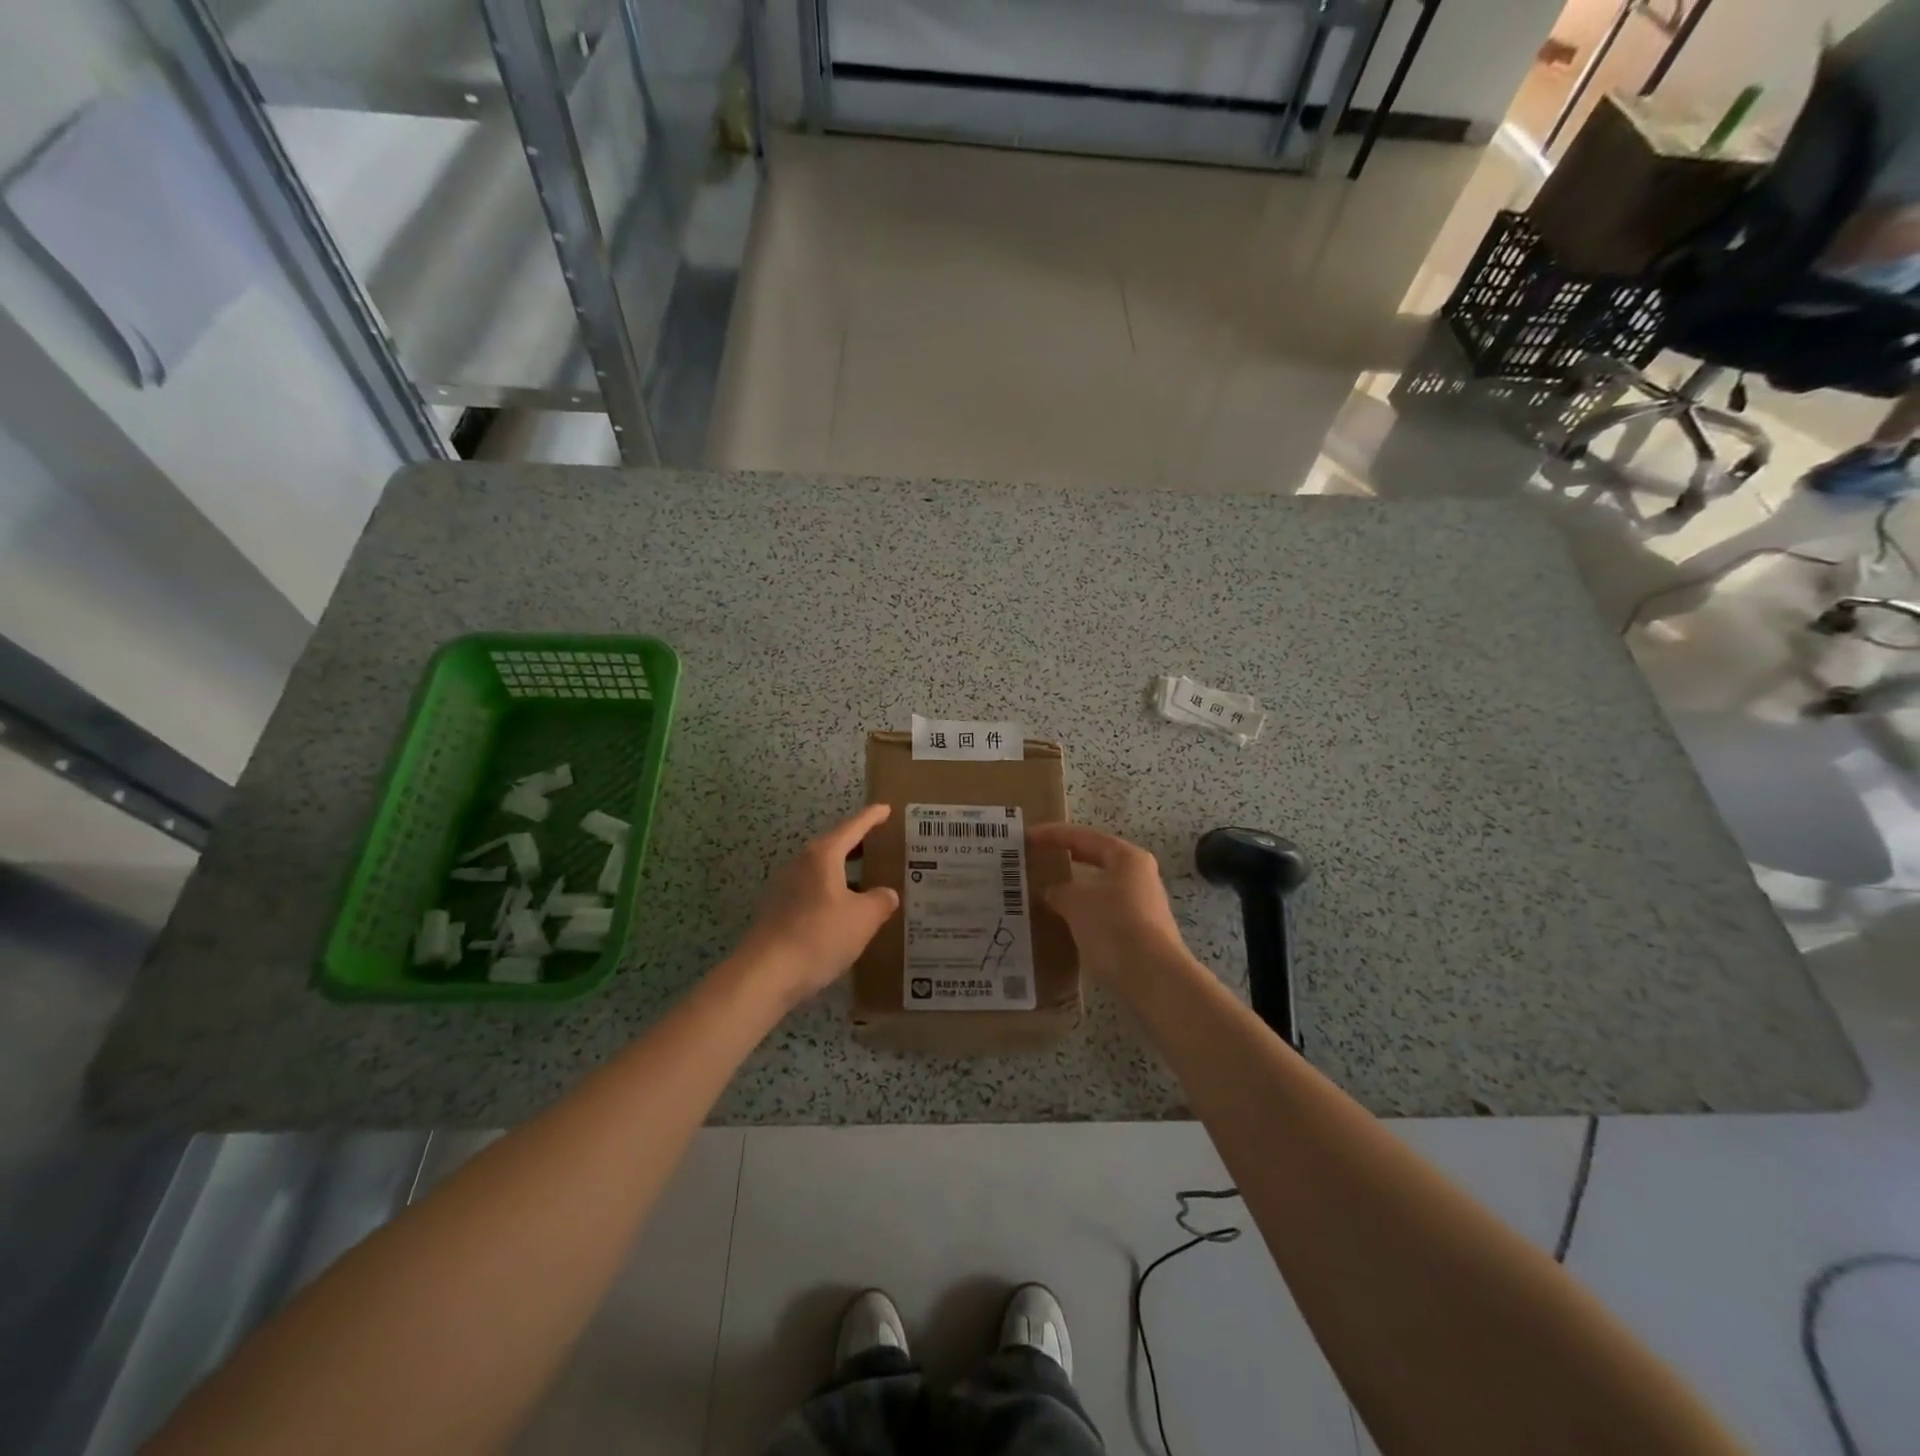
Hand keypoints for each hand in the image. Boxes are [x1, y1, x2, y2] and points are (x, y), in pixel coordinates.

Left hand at [736, 804, 899, 1002]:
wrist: (765, 974)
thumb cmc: (819, 936)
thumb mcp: (863, 919)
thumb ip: (880, 901)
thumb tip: (887, 894)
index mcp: (823, 856)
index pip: (852, 828)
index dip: (871, 818)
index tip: (885, 809)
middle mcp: (800, 863)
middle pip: (833, 846)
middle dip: (856, 845)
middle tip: (878, 845)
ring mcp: (784, 887)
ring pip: (821, 871)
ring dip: (843, 873)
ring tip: (865, 881)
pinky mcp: (776, 910)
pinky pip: (811, 892)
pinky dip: (830, 893)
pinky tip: (841, 913)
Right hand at [1027, 823, 1191, 984]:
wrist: (1153, 978)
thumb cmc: (1114, 926)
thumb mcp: (1076, 902)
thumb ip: (1058, 891)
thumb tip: (1051, 892)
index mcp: (1127, 857)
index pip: (1083, 837)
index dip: (1052, 834)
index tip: (1026, 837)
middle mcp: (1139, 876)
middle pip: (1096, 859)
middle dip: (1065, 860)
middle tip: (1037, 860)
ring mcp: (1143, 905)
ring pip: (1100, 889)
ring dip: (1074, 890)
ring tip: (1045, 894)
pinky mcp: (1140, 932)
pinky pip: (1103, 913)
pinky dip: (1082, 913)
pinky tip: (1064, 924)